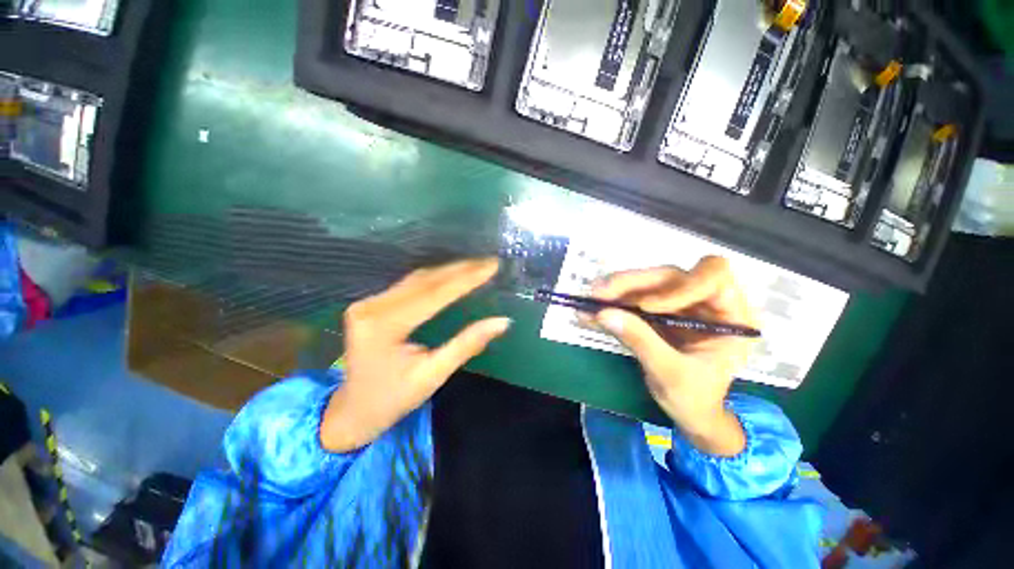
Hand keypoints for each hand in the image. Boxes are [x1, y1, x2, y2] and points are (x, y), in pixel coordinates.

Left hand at [321, 259, 509, 451]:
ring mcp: (368, 303)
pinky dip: (435, 278)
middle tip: (489, 262)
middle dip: (460, 270)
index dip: (466, 279)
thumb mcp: (433, 375)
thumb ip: (467, 344)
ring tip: (476, 265)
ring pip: (417, 279)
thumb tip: (502, 322)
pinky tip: (452, 274)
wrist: (353, 412)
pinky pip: (409, 285)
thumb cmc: (394, 399)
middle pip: (424, 281)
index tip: (492, 266)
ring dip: (449, 271)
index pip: (433, 294)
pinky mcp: (371, 304)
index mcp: (384, 326)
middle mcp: (372, 307)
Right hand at [592, 256, 757, 455]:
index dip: (679, 286)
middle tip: (599, 293)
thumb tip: (604, 313)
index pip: (713, 277)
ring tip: (590, 301)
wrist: (689, 413)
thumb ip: (641, 342)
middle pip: (669, 276)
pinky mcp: (656, 311)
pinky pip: (632, 300)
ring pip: (647, 284)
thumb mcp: (671, 374)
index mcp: (729, 315)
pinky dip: (611, 305)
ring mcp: (678, 304)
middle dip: (632, 283)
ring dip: (616, 291)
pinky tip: (590, 313)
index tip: (646, 306)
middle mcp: (704, 302)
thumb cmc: (696, 399)